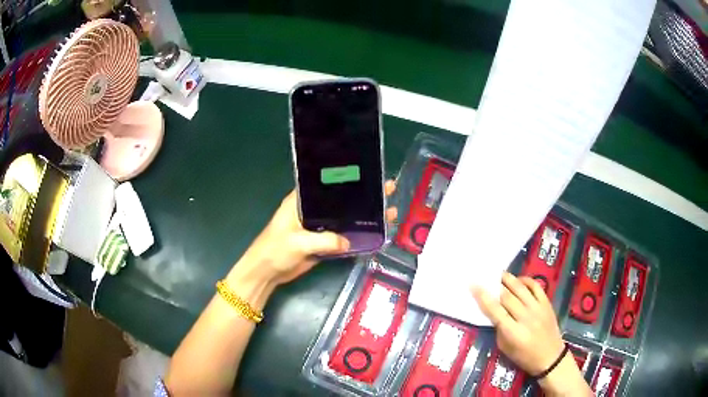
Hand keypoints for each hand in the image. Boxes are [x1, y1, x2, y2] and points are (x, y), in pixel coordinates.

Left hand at [229, 181, 397, 287]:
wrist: (267, 273)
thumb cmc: (275, 250)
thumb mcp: (298, 242)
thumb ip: (324, 240)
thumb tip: (348, 240)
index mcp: (301, 200)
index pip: (327, 184)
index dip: (348, 178)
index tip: (369, 174)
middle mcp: (312, 210)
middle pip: (341, 200)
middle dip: (363, 196)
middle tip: (388, 189)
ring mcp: (318, 226)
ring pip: (345, 218)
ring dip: (364, 216)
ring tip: (389, 211)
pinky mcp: (322, 242)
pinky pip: (343, 236)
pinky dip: (357, 234)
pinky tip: (375, 232)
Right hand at [472, 272, 564, 375]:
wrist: (550, 356)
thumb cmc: (524, 356)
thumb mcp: (505, 348)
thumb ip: (499, 329)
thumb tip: (494, 311)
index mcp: (513, 332)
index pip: (495, 311)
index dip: (483, 297)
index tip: (474, 285)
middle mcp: (525, 317)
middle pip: (507, 297)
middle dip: (494, 286)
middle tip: (486, 277)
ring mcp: (538, 308)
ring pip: (521, 288)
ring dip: (508, 279)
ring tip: (500, 274)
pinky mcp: (547, 303)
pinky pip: (535, 286)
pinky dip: (526, 280)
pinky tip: (519, 280)